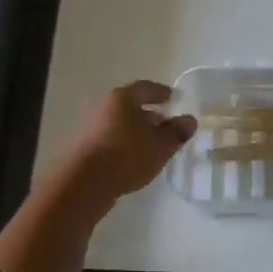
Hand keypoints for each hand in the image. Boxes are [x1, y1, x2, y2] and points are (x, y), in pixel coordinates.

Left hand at [51, 81, 197, 215]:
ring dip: (136, 132)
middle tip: (166, 124)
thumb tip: (189, 120)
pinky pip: (111, 141)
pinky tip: (134, 160)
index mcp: (123, 98)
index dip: (161, 92)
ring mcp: (91, 128)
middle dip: (150, 114)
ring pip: (120, 125)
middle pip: (131, 106)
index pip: (146, 88)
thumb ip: (177, 131)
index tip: (173, 99)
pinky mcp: (84, 149)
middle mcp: (104, 107)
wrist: (83, 183)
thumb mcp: (161, 145)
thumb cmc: (127, 155)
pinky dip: (125, 145)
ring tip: (152, 146)